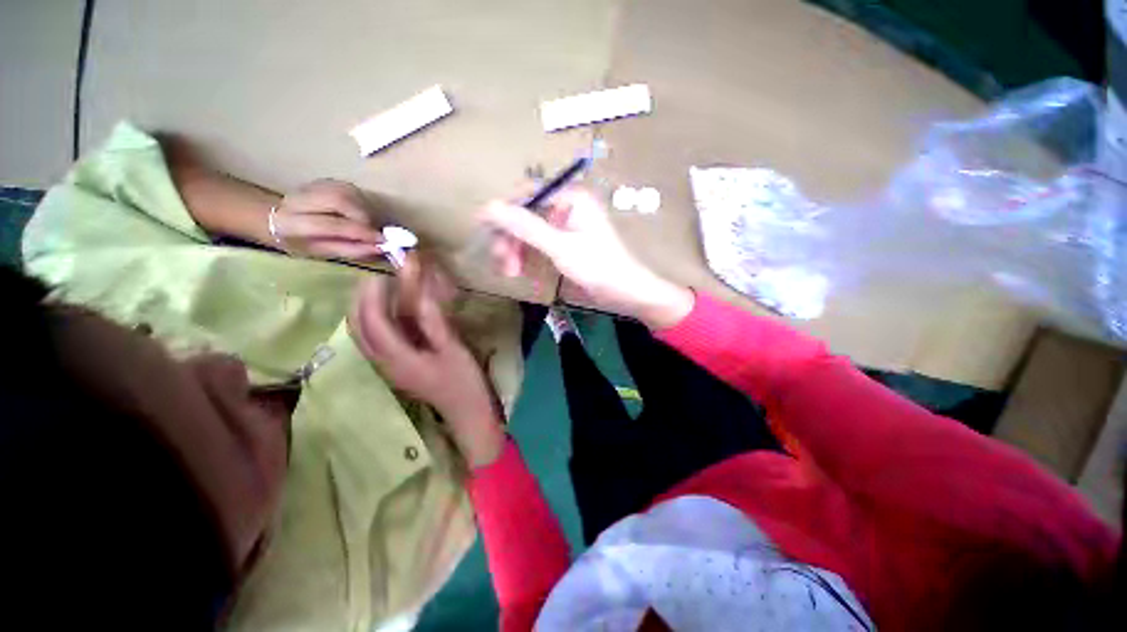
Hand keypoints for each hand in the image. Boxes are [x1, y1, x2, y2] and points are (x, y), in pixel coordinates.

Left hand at [273, 180, 384, 259]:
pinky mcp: (324, 180)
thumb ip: (350, 249)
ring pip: (348, 192)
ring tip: (367, 224)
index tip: (381, 241)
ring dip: (365, 209)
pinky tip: (360, 213)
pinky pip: (351, 189)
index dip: (360, 232)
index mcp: (292, 222)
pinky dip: (362, 202)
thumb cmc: (300, 242)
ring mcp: (312, 185)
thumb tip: (380, 247)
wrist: (276, 219)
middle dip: (364, 217)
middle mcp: (300, 198)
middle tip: (373, 231)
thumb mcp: (321, 252)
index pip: (331, 224)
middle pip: (340, 200)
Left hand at [348, 254, 505, 466]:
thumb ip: (433, 320)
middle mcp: (384, 363)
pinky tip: (391, 312)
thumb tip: (420, 290)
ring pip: (363, 335)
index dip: (372, 295)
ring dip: (365, 310)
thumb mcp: (453, 348)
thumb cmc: (463, 380)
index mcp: (397, 358)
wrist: (467, 411)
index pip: (372, 322)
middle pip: (358, 329)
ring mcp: (389, 367)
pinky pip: (375, 340)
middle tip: (374, 278)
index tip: (381, 273)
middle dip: (360, 301)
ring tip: (379, 290)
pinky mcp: (397, 368)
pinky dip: (376, 321)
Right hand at [480, 188, 693, 328]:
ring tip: (511, 272)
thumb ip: (525, 227)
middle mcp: (567, 207)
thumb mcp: (559, 247)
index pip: (527, 194)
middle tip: (502, 263)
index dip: (504, 210)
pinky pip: (539, 244)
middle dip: (511, 238)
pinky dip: (528, 256)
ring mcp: (566, 226)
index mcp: (570, 198)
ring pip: (530, 231)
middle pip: (526, 214)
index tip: (483, 229)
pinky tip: (522, 271)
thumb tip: (488, 207)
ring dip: (516, 249)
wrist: (625, 293)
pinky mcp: (566, 243)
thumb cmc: (597, 267)